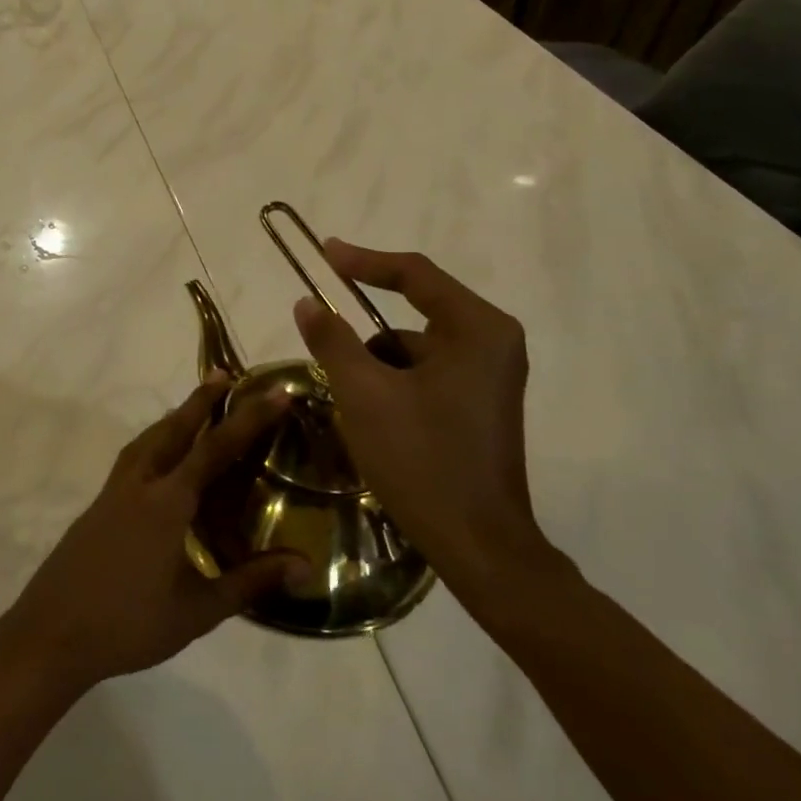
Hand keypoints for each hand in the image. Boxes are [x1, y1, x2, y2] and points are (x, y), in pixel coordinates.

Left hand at [0, 379, 306, 697]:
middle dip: (200, 401)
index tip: (273, 391)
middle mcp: (138, 485)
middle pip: (173, 430)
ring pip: (146, 441)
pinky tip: (158, 461)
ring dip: (172, 418)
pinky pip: (131, 459)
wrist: (51, 634)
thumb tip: (305, 566)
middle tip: (224, 375)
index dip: (247, 418)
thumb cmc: (129, 624)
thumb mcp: (198, 610)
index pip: (214, 449)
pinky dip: (152, 443)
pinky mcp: (97, 507)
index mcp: (166, 502)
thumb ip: (250, 582)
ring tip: (192, 409)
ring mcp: (112, 494)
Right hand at [293, 239, 555, 598]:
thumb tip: (307, 302)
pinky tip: (371, 419)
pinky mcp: (481, 404)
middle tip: (323, 340)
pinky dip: (393, 385)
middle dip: (365, 333)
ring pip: (415, 349)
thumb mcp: (364, 395)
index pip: (415, 274)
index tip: (324, 254)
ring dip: (376, 365)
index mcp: (477, 329)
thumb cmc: (422, 461)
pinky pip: (426, 374)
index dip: (364, 260)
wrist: (479, 546)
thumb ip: (332, 341)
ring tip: (348, 401)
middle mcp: (493, 343)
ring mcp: (491, 376)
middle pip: (416, 313)